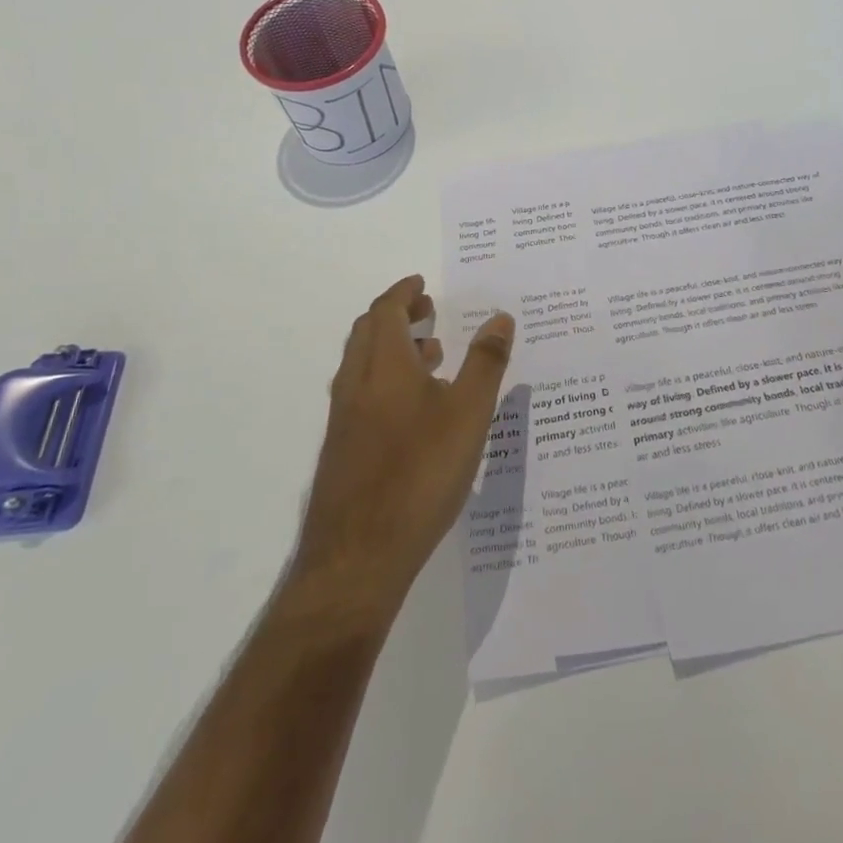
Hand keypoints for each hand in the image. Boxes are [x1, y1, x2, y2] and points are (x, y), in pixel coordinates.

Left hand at [288, 275, 514, 619]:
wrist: (357, 558)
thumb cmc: (420, 474)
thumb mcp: (468, 414)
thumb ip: (486, 363)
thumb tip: (500, 317)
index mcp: (383, 366)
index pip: (386, 310)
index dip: (404, 291)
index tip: (422, 283)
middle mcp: (356, 384)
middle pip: (369, 332)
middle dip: (397, 314)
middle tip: (428, 311)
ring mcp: (344, 419)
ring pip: (364, 364)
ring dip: (393, 347)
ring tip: (432, 354)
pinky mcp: (342, 449)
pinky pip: (363, 393)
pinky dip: (387, 378)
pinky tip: (416, 410)